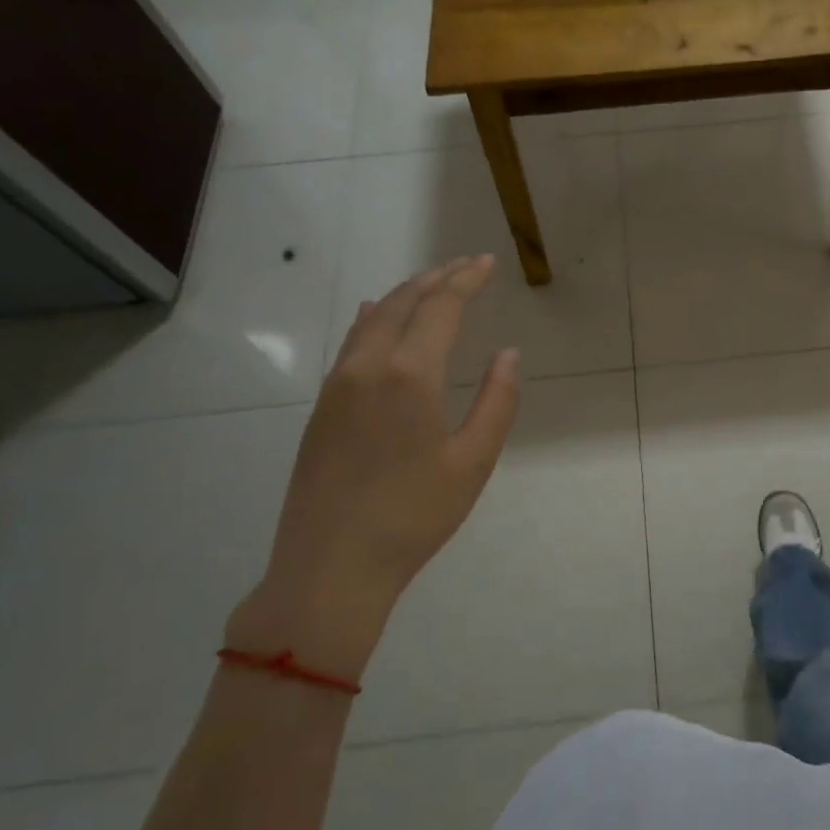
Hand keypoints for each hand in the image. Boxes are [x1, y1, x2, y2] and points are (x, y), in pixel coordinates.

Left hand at [227, 256, 520, 681]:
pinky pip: (351, 342)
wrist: (330, 567)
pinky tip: (377, 317)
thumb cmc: (413, 516)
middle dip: (437, 278)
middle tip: (466, 265)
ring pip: (372, 319)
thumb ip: (497, 401)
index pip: (440, 307)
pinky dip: (374, 318)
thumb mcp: (473, 462)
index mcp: (409, 375)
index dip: (466, 280)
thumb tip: (508, 353)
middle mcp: (368, 366)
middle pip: (404, 303)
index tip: (486, 262)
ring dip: (405, 295)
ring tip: (431, 285)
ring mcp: (337, 386)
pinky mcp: (322, 408)